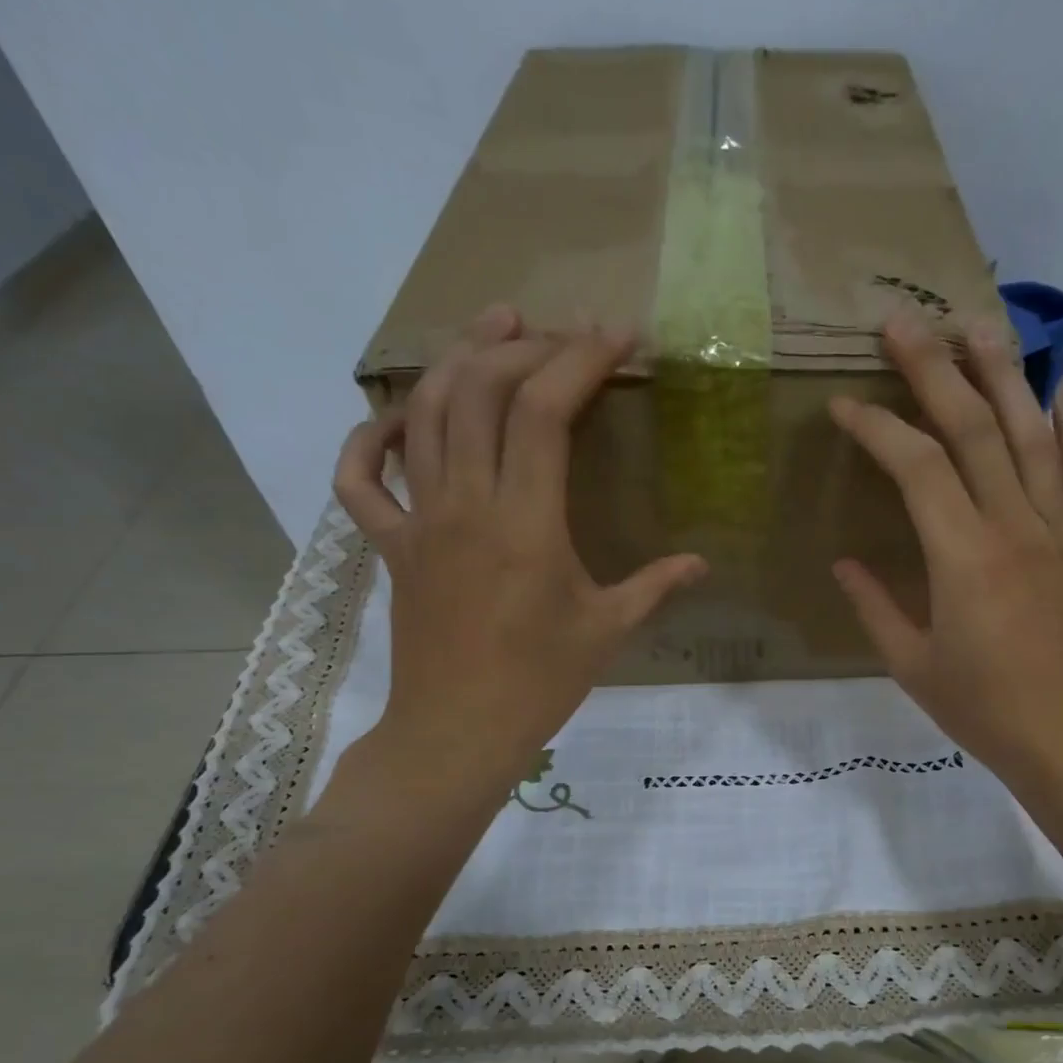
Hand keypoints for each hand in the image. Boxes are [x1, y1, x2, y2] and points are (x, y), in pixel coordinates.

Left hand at [333, 306, 705, 792]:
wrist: (458, 732)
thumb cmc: (540, 684)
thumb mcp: (608, 632)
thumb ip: (656, 587)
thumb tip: (702, 563)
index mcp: (525, 524)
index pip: (545, 412)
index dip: (580, 360)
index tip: (616, 336)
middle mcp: (465, 505)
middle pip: (478, 391)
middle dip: (521, 346)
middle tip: (558, 333)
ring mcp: (418, 522)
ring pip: (423, 416)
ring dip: (455, 361)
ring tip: (492, 330)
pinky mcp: (390, 547)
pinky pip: (360, 480)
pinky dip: (370, 439)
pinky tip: (396, 420)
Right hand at [829, 312, 1062, 815]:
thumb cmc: (983, 711)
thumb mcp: (912, 666)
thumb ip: (875, 607)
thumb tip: (844, 564)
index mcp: (963, 558)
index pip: (918, 467)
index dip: (878, 428)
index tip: (843, 406)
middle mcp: (1013, 527)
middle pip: (975, 428)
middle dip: (935, 369)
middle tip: (903, 320)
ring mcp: (1057, 532)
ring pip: (1032, 435)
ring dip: (1005, 374)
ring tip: (979, 324)